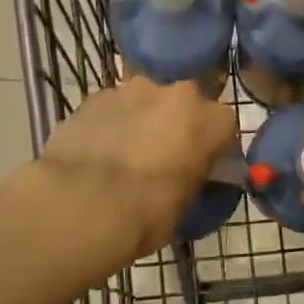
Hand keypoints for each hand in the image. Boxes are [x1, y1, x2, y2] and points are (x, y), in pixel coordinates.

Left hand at [27, 77, 235, 292]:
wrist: (79, 205)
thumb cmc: (146, 214)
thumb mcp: (186, 205)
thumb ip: (194, 178)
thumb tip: (188, 174)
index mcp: (210, 121)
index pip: (223, 127)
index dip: (212, 146)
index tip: (201, 165)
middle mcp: (178, 94)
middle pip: (185, 104)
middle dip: (176, 124)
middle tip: (162, 156)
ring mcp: (134, 90)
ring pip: (147, 101)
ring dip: (142, 120)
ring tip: (124, 154)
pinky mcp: (96, 95)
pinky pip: (113, 107)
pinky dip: (111, 123)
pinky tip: (98, 151)